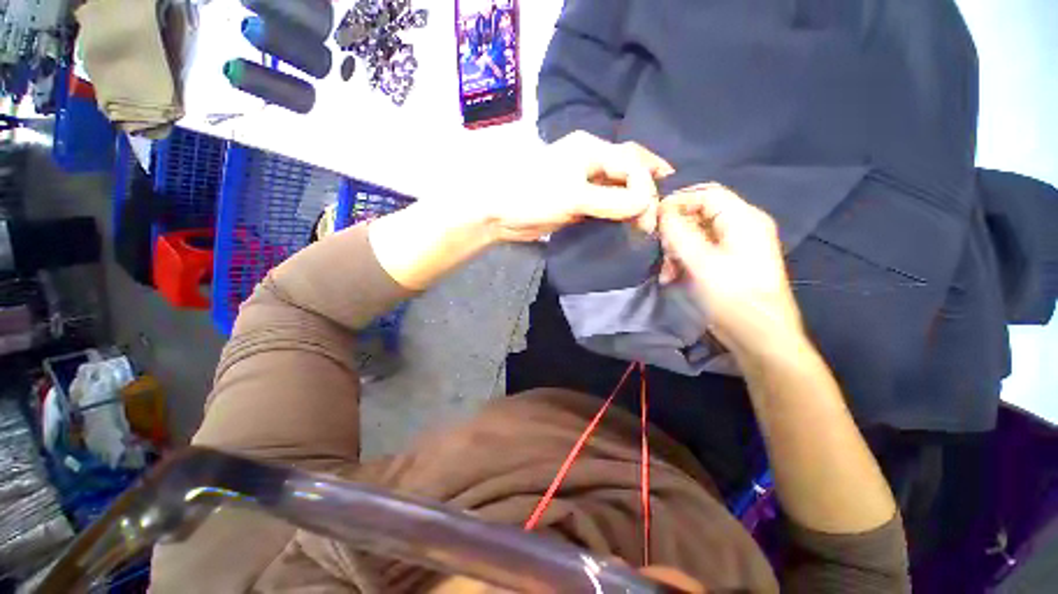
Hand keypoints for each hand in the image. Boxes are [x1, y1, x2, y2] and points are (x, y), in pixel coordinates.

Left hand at [487, 131, 673, 241]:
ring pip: (617, 186)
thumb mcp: (574, 196)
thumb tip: (645, 204)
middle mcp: (590, 160)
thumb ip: (611, 200)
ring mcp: (583, 182)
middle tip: (663, 206)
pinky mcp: (577, 201)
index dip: (645, 187)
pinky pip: (605, 203)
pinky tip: (628, 220)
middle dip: (647, 185)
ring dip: (634, 199)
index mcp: (590, 149)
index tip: (648, 215)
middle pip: (628, 168)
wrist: (501, 214)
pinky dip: (618, 211)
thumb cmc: (533, 196)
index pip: (631, 162)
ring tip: (650, 215)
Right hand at [658, 184, 803, 356]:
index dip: (678, 201)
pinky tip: (671, 277)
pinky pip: (698, 251)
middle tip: (660, 251)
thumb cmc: (733, 296)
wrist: (758, 335)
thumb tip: (662, 212)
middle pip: (699, 215)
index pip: (706, 194)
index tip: (653, 218)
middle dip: (674, 232)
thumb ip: (678, 233)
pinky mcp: (725, 263)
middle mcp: (740, 227)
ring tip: (666, 271)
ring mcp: (734, 246)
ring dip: (675, 250)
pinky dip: (682, 261)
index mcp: (743, 219)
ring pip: (695, 235)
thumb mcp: (701, 262)